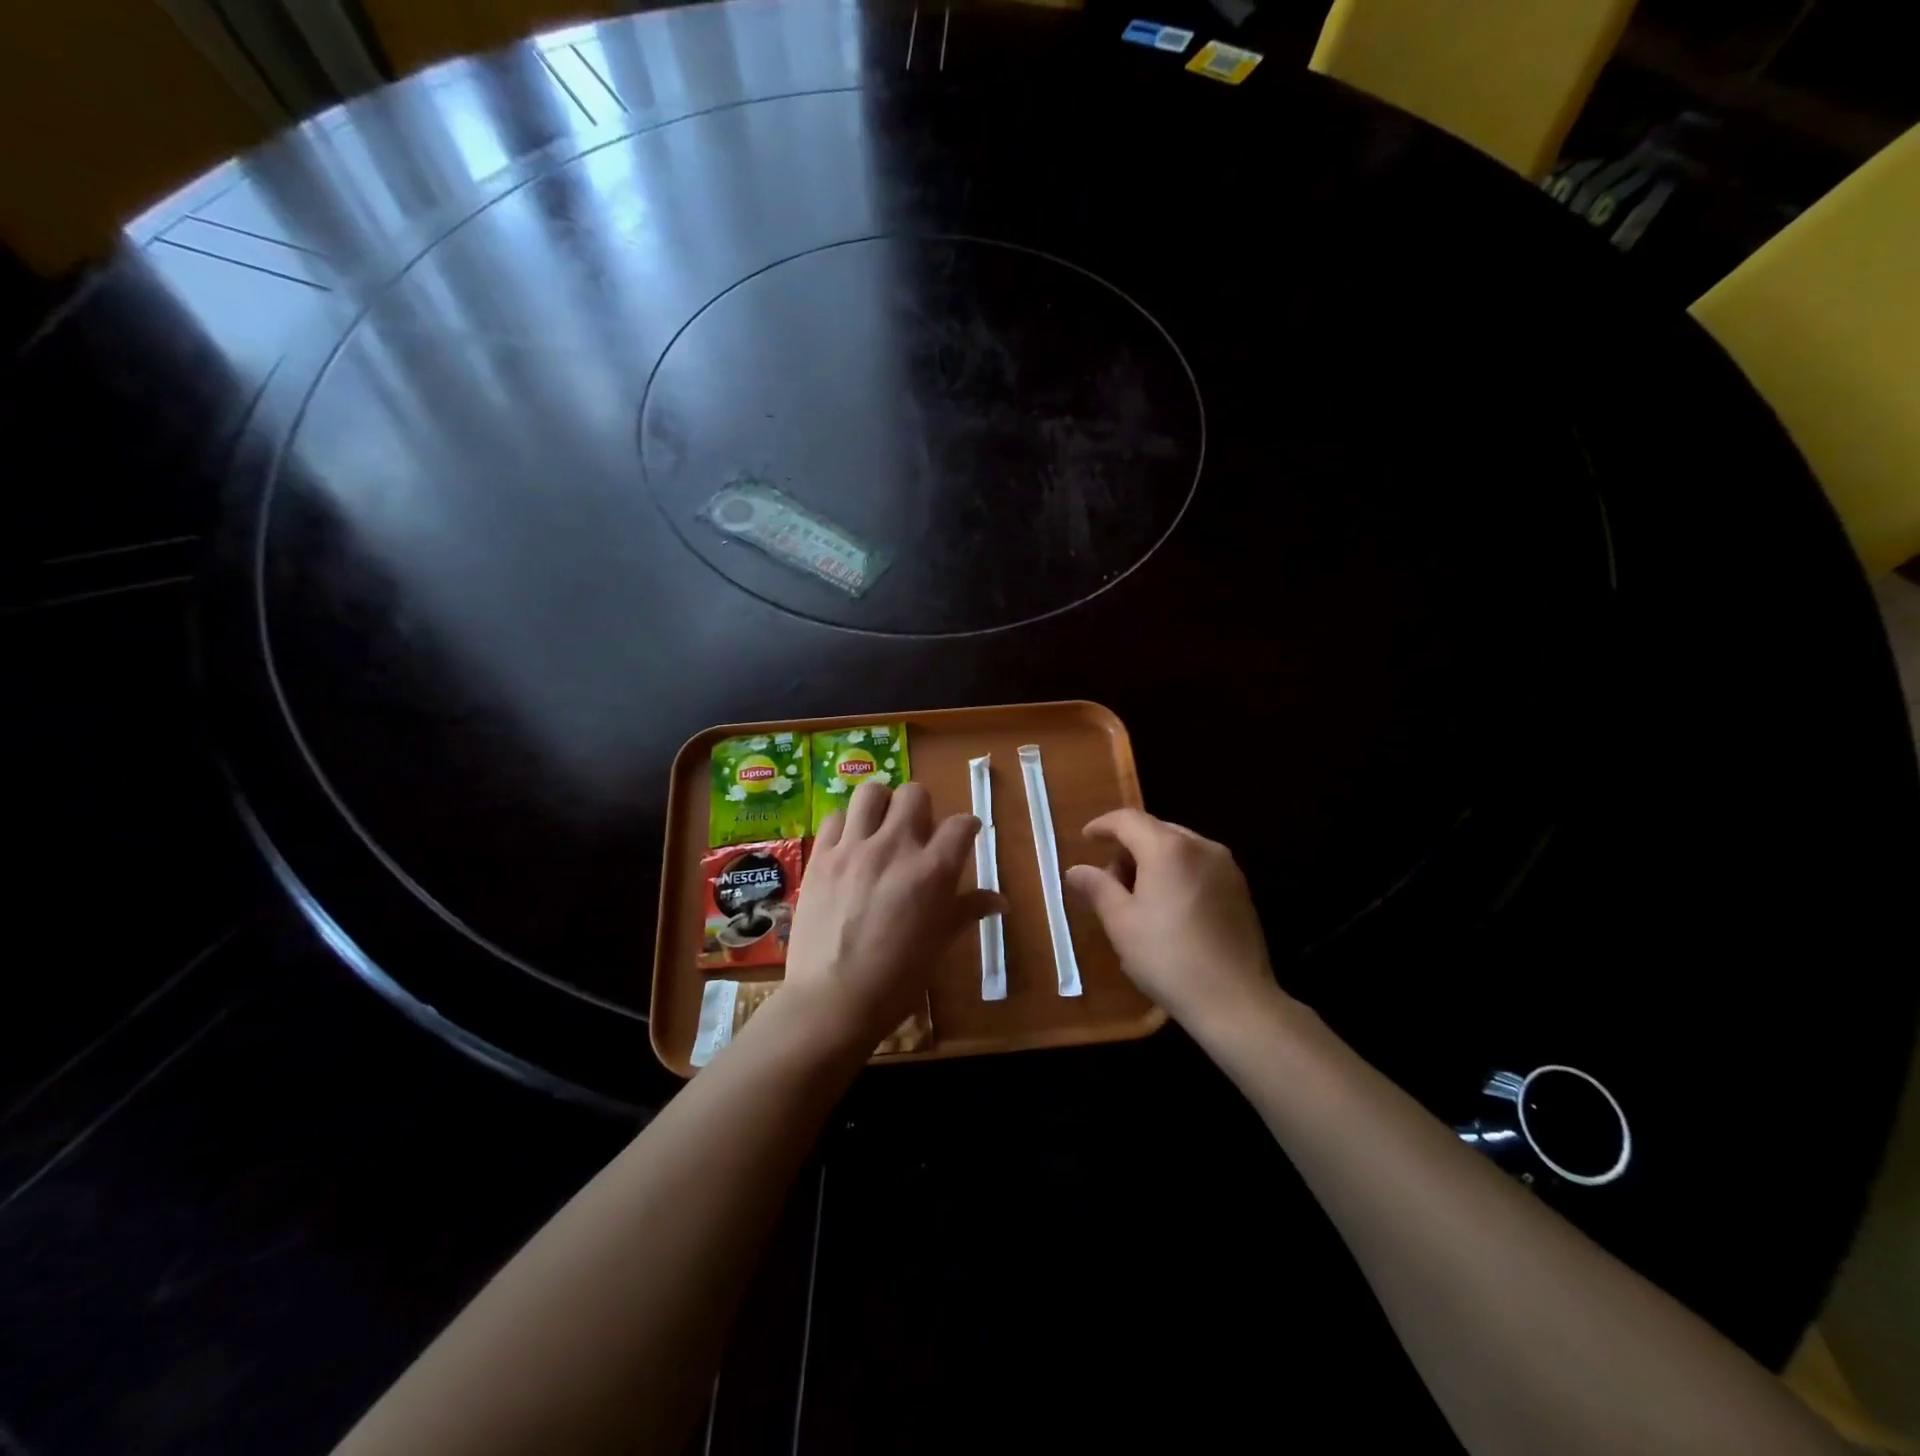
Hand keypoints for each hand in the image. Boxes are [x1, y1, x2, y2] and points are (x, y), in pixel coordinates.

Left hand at [783, 780, 1002, 1050]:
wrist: (833, 1000)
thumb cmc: (897, 979)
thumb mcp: (940, 943)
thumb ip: (968, 911)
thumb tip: (1002, 901)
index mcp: (933, 870)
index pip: (961, 824)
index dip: (967, 828)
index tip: (964, 837)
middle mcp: (896, 847)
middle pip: (915, 794)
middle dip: (922, 808)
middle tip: (917, 833)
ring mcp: (854, 848)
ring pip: (871, 792)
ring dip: (881, 805)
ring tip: (880, 827)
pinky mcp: (821, 857)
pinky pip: (835, 818)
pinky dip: (846, 826)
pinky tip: (849, 847)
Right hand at [1064, 809, 1284, 1033]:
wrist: (1236, 1001)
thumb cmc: (1168, 958)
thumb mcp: (1121, 923)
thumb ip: (1097, 888)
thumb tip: (1075, 870)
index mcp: (1168, 848)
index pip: (1128, 820)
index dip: (1102, 825)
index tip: (1085, 839)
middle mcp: (1201, 846)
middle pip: (1155, 830)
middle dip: (1128, 847)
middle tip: (1109, 880)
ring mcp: (1226, 867)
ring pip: (1179, 847)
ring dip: (1153, 860)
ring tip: (1138, 898)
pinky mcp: (1241, 889)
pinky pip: (1199, 865)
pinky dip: (1177, 873)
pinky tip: (1169, 908)